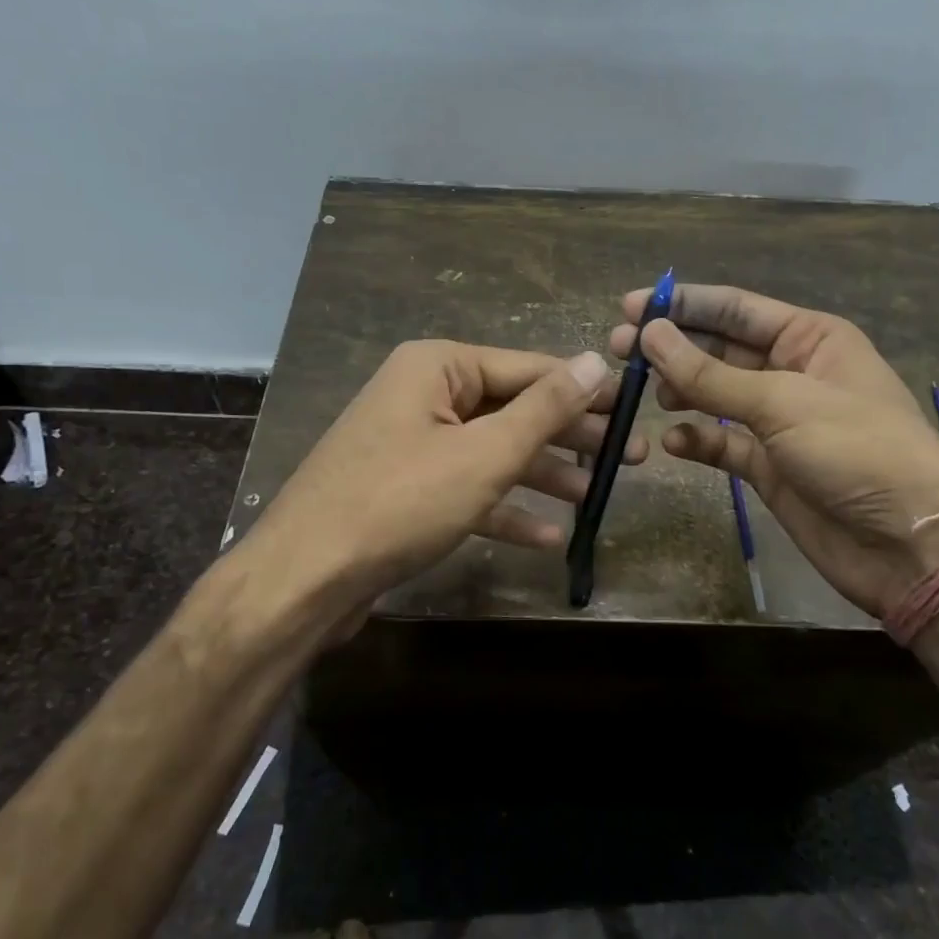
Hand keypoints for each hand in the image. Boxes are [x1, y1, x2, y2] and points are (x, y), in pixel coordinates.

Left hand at [242, 341, 644, 632]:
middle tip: (628, 458)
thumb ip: (545, 408)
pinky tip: (548, 536)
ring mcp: (412, 444)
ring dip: (542, 475)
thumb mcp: (485, 453)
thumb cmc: (401, 502)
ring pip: (492, 452)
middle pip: (512, 410)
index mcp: (437, 367)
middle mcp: (423, 395)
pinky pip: (467, 488)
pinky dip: (504, 508)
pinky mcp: (407, 490)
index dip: (583, 389)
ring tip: (594, 496)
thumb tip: (597, 360)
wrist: (305, 578)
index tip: (633, 408)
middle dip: (568, 436)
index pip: (528, 368)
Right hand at [608, 284, 938, 618]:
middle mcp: (793, 372)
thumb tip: (651, 334)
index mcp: (811, 339)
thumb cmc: (857, 451)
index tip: (632, 307)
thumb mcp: (782, 403)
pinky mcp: (769, 466)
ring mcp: (780, 422)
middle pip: (720, 349)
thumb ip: (710, 374)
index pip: (736, 309)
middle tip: (620, 350)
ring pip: (716, 395)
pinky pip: (722, 443)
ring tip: (642, 394)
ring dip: (680, 391)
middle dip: (672, 348)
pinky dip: (697, 439)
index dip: (684, 305)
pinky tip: (673, 440)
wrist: (910, 546)